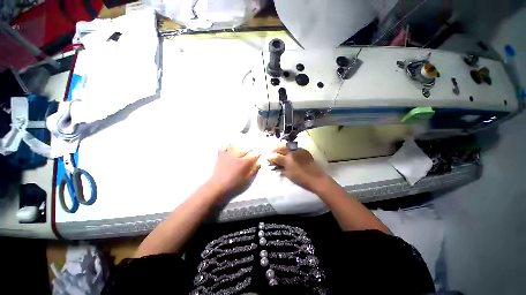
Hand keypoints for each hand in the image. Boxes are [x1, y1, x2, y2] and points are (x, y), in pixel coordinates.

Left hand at [208, 145, 260, 195]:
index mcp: (244, 162)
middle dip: (251, 148)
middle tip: (254, 149)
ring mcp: (228, 154)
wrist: (218, 187)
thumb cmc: (234, 185)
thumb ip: (254, 170)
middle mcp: (237, 156)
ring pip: (236, 146)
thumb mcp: (247, 180)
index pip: (254, 155)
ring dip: (241, 145)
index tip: (260, 154)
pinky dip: (228, 145)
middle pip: (246, 148)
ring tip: (244, 146)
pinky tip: (231, 147)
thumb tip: (259, 163)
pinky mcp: (221, 155)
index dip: (258, 154)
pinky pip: (225, 147)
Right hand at [268, 145, 328, 192]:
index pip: (276, 156)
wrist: (316, 178)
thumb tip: (275, 165)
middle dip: (274, 149)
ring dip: (281, 147)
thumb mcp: (288, 174)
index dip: (270, 157)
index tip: (267, 157)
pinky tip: (288, 151)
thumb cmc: (301, 179)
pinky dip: (289, 148)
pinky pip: (294, 147)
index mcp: (287, 160)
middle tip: (271, 151)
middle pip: (281, 147)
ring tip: (278, 150)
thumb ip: (280, 168)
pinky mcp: (304, 151)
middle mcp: (292, 152)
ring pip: (287, 146)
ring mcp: (299, 150)